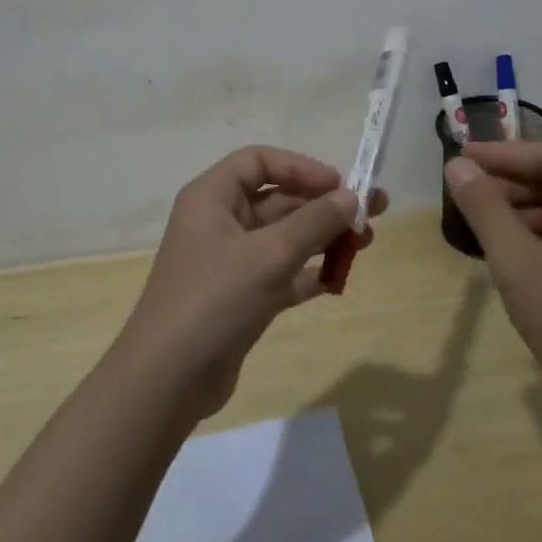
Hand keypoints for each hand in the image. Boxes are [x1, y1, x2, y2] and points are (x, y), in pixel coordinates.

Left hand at [117, 146, 386, 418]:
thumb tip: (351, 196)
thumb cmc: (215, 299)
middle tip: (373, 211)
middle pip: (278, 199)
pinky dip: (309, 272)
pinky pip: (282, 272)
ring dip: (323, 238)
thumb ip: (314, 222)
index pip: (259, 162)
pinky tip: (341, 278)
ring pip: (284, 238)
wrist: (168, 380)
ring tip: (367, 242)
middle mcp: (220, 222)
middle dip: (323, 205)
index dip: (301, 167)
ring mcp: (230, 262)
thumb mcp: (269, 254)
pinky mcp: (241, 297)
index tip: (340, 184)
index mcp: (212, 197)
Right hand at [444, 141, 541, 400]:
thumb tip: (456, 165)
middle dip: (508, 180)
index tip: (459, 154)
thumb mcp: (516, 261)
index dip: (501, 153)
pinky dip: (534, 231)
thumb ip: (484, 207)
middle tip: (462, 187)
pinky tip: (503, 244)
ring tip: (476, 215)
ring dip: (518, 206)